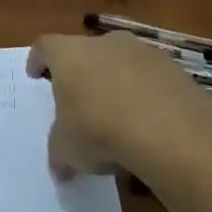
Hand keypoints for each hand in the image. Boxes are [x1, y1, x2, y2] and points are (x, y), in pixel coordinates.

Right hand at [26, 31, 211, 178]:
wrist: (169, 130)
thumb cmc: (98, 130)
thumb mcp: (66, 151)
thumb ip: (60, 154)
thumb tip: (61, 169)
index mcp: (69, 55)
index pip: (45, 47)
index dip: (38, 60)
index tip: (36, 75)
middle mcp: (105, 43)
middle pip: (86, 51)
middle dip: (81, 73)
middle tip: (78, 98)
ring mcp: (144, 52)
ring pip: (122, 62)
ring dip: (116, 82)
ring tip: (116, 115)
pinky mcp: (175, 69)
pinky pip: (151, 79)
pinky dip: (145, 95)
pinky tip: (146, 122)